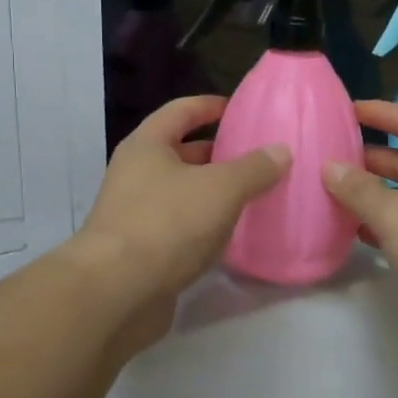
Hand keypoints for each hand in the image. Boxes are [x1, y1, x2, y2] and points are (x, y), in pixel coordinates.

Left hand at [68, 95, 289, 349]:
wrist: (116, 291)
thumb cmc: (167, 224)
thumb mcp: (220, 188)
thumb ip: (254, 168)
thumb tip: (280, 150)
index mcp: (147, 146)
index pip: (180, 112)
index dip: (209, 106)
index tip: (239, 108)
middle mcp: (135, 175)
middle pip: (180, 153)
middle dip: (216, 154)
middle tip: (256, 157)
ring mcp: (135, 215)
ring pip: (181, 193)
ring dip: (212, 193)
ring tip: (252, 195)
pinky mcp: (141, 251)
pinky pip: (179, 228)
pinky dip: (204, 227)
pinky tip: (230, 236)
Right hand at [321, 102, 397, 352]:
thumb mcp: (395, 215)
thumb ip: (359, 190)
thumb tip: (329, 167)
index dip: (376, 112)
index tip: (344, 110)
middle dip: (369, 158)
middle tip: (328, 159)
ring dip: (376, 194)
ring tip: (335, 195)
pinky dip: (390, 223)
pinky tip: (361, 233)